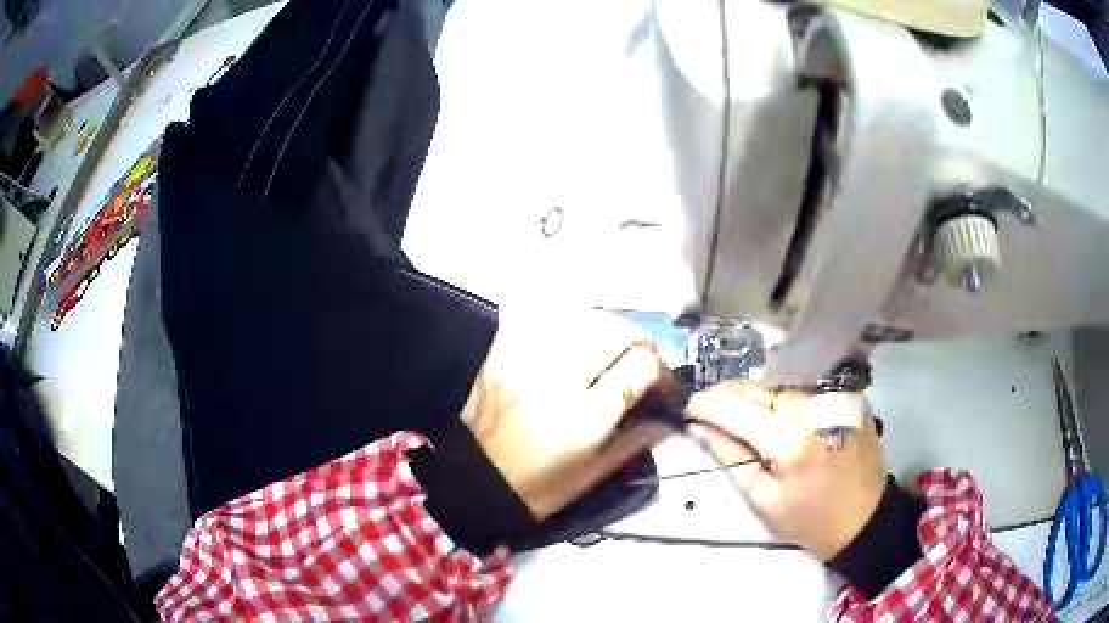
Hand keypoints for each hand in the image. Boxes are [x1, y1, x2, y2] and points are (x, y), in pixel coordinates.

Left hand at [461, 309, 675, 519]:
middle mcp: (555, 383)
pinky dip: (558, 319)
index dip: (660, 370)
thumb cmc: (536, 489)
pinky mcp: (498, 355)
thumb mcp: (591, 476)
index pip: (639, 367)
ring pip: (577, 317)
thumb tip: (666, 417)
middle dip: (637, 340)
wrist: (472, 483)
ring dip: (602, 327)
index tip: (660, 382)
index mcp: (583, 420)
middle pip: (612, 332)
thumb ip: (633, 442)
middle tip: (638, 356)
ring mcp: (523, 363)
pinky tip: (567, 335)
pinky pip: (535, 317)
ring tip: (605, 346)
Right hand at [687, 382, 885, 559]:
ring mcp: (835, 399)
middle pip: (758, 388)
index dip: (706, 405)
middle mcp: (814, 409)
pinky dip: (783, 396)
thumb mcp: (763, 500)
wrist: (864, 519)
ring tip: (737, 409)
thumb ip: (731, 458)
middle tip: (707, 407)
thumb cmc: (808, 520)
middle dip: (727, 394)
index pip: (736, 409)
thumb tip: (699, 428)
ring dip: (754, 394)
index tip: (687, 409)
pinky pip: (805, 388)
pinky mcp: (848, 397)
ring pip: (780, 385)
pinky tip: (773, 410)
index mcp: (790, 442)